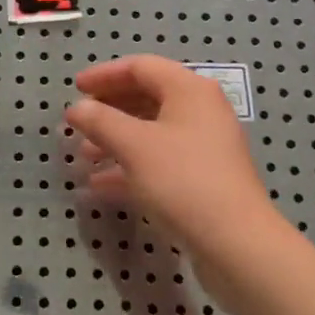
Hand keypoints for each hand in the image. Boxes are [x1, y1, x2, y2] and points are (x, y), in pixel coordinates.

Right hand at [66, 55, 276, 268]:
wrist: (238, 247)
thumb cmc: (183, 181)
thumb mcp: (134, 146)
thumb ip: (100, 121)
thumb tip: (76, 108)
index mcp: (189, 89)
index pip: (140, 67)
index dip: (104, 75)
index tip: (75, 88)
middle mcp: (200, 110)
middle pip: (146, 97)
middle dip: (109, 110)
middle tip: (79, 122)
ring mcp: (205, 146)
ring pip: (152, 131)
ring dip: (116, 139)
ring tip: (85, 155)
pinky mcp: (204, 180)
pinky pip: (160, 160)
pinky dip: (131, 166)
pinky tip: (100, 184)